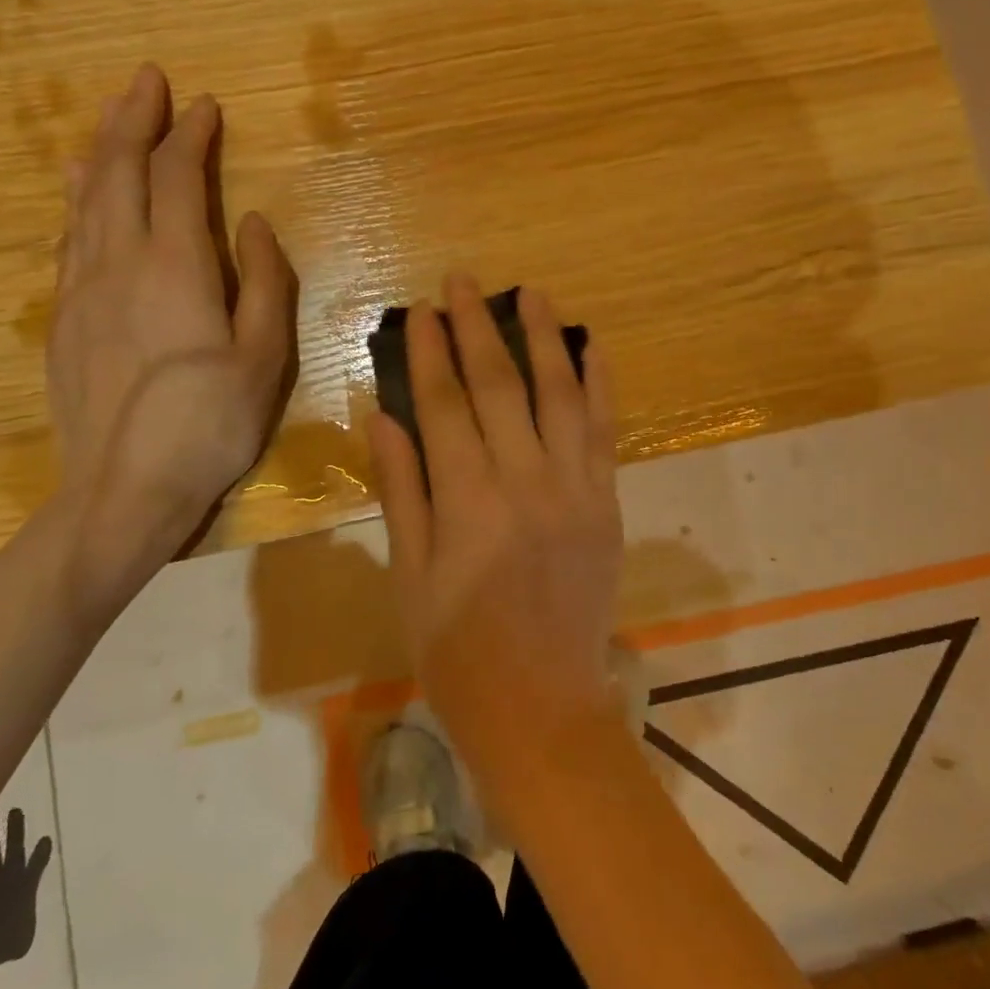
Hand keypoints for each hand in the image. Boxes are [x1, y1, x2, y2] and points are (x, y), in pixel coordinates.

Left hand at [48, 65, 295, 591]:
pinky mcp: (62, 319)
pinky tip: (77, 190)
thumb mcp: (265, 359)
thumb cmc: (210, 425)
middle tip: (147, 80)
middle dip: (133, 119)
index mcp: (175, 267)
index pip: (178, 178)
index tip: (205, 105)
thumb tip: (254, 224)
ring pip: (84, 199)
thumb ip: (266, 283)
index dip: (190, 136)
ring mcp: (81, 289)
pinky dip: (77, 199)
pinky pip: (68, 237)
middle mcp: (119, 261)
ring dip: (100, 150)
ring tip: (111, 117)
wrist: (123, 490)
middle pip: (118, 171)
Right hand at [367, 274, 622, 816]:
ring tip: (530, 293)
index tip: (420, 311)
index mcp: (467, 503)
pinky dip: (599, 386)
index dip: (429, 353)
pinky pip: (604, 433)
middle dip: (477, 328)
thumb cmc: (458, 651)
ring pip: (559, 396)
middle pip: (499, 387)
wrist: (542, 707)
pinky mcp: (606, 504)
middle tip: (463, 281)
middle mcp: (524, 483)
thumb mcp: (411, 576)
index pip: (443, 406)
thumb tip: (383, 417)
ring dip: (544, 339)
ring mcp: (575, 490)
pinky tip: (592, 348)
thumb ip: (402, 491)